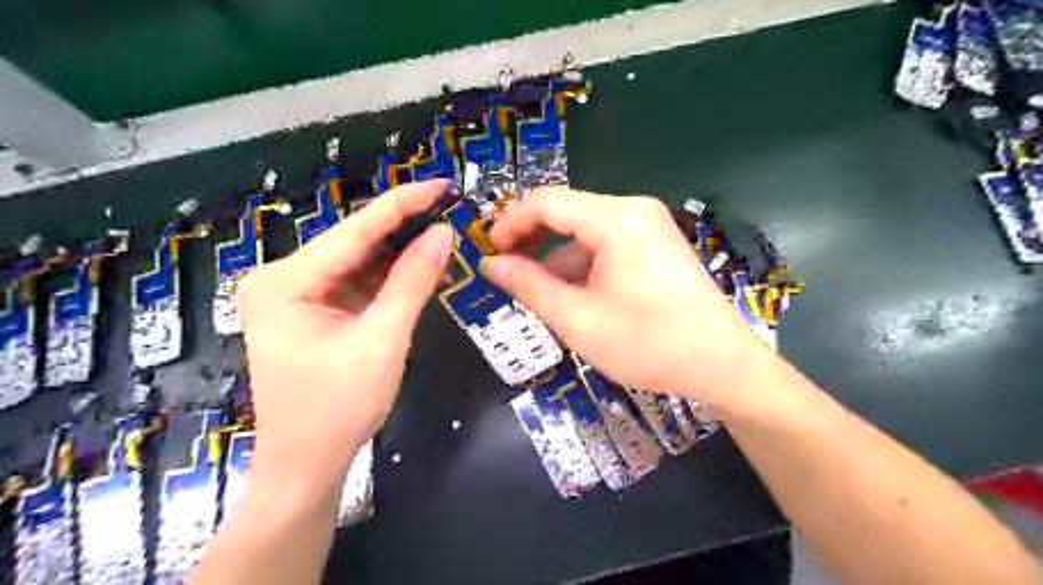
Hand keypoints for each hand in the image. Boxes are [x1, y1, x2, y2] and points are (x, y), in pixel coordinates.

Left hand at [239, 180, 451, 486]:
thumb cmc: (338, 409)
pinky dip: (389, 278)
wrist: (306, 467)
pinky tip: (419, 265)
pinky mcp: (313, 312)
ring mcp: (297, 296)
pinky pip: (357, 284)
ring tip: (442, 232)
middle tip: (449, 208)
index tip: (440, 184)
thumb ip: (412, 282)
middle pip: (354, 243)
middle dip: (403, 227)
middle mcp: (283, 279)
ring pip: (358, 262)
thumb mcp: (382, 341)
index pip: (354, 231)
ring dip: (399, 252)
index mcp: (286, 282)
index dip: (402, 204)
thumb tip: (442, 233)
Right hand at [481, 190, 772, 407]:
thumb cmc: (648, 344)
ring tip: (536, 293)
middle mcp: (633, 210)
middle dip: (531, 240)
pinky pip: (606, 245)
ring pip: (584, 231)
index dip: (510, 224)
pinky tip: (572, 295)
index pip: (545, 202)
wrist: (721, 365)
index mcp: (615, 219)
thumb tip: (491, 264)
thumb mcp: (578, 319)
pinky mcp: (656, 244)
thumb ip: (529, 286)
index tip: (489, 253)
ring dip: (556, 258)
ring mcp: (649, 225)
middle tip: (505, 271)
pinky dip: (581, 264)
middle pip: (566, 212)